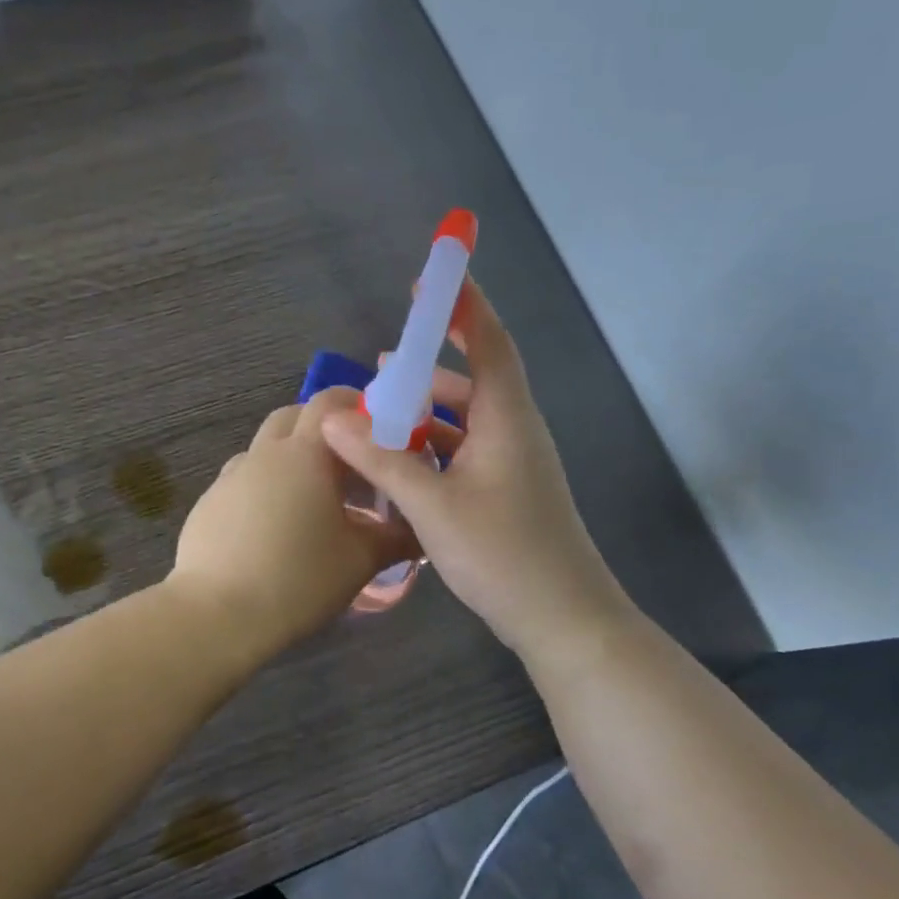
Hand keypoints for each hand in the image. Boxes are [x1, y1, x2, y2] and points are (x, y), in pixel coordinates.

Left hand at [169, 387, 414, 656]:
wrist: (216, 615)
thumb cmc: (298, 579)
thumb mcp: (360, 560)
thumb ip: (395, 537)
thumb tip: (419, 529)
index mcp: (304, 453)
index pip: (328, 402)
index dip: (354, 404)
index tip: (377, 426)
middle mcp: (263, 454)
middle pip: (292, 417)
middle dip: (322, 430)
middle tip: (349, 463)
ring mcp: (230, 478)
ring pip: (265, 451)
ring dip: (291, 460)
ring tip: (315, 501)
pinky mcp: (208, 505)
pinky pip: (244, 481)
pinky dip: (266, 489)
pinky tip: (276, 528)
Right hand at [320, 279, 626, 655]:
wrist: (563, 621)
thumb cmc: (504, 555)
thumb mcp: (433, 507)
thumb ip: (382, 460)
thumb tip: (334, 419)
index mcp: (507, 420)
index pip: (489, 343)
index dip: (463, 305)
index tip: (432, 277)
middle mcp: (514, 432)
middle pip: (473, 380)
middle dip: (428, 366)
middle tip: (381, 363)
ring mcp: (512, 465)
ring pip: (465, 421)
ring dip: (425, 413)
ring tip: (377, 412)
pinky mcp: (504, 493)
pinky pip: (464, 452)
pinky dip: (432, 448)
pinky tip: (399, 463)